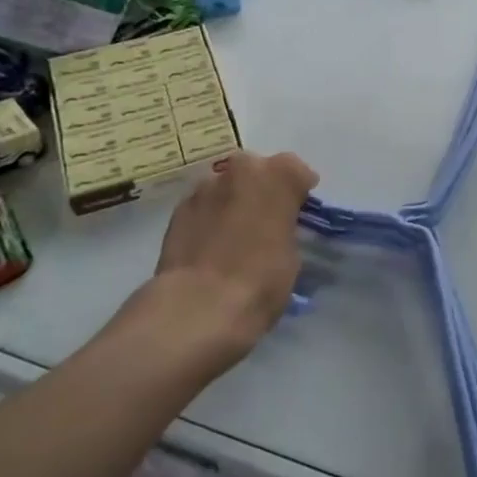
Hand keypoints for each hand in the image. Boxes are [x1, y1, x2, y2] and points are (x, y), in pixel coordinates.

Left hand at [110, 150, 318, 376]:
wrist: (197, 306)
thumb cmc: (260, 279)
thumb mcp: (292, 254)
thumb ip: (285, 228)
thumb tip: (274, 229)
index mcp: (279, 175)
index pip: (297, 171)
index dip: (299, 192)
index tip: (299, 212)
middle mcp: (241, 169)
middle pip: (257, 170)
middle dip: (262, 188)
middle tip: (266, 220)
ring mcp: (205, 187)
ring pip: (226, 186)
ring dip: (233, 201)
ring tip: (234, 234)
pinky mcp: (177, 210)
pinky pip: (203, 206)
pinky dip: (210, 217)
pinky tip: (211, 244)